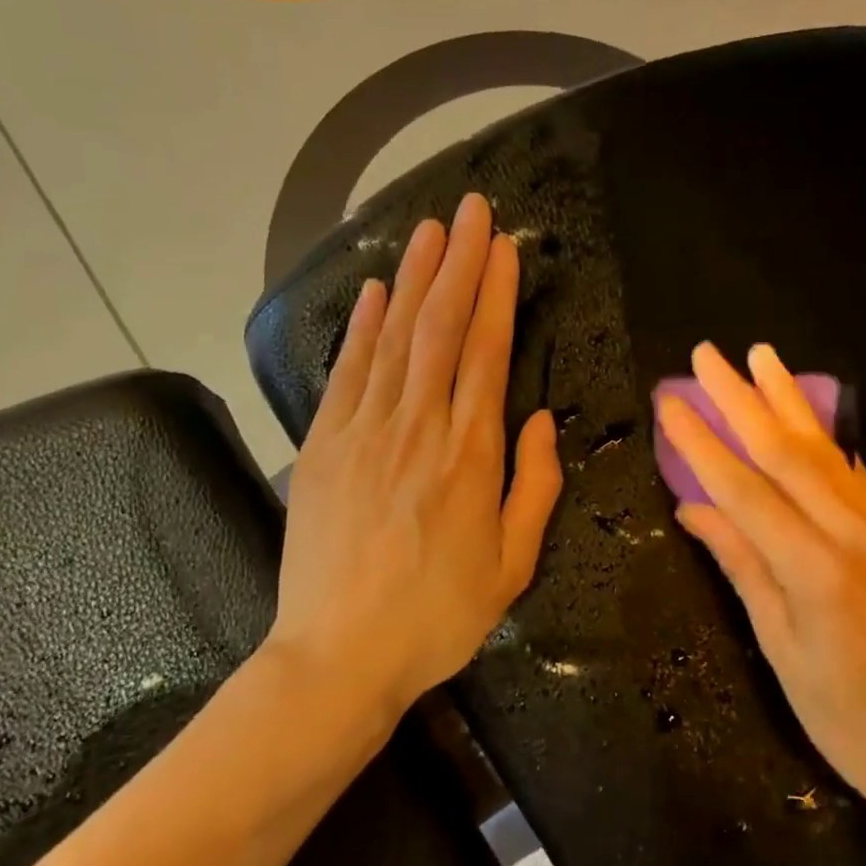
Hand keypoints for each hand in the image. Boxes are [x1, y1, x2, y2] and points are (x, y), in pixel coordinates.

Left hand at [269, 193, 562, 722]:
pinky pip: (349, 372)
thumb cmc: (437, 617)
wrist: (338, 655)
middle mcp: (419, 427)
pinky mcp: (324, 446)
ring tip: (431, 229)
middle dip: (460, 263)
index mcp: (471, 454)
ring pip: (396, 337)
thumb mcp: (512, 565)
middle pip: (441, 328)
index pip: (487, 351)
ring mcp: (365, 431)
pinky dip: (363, 326)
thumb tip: (541, 418)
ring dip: (415, 277)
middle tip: (472, 209)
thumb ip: (534, 486)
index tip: (505, 247)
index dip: (496, 293)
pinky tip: (377, 291)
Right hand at [656, 342, 865, 809]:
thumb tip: (692, 508)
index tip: (670, 401)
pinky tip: (809, 414)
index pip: (743, 489)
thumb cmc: (845, 716)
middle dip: (741, 398)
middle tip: (708, 354)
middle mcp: (852, 536)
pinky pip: (856, 476)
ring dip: (787, 399)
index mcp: (813, 570)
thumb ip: (740, 565)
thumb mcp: (779, 646)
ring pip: (826, 451)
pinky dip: (827, 439)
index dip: (701, 442)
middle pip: (786, 452)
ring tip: (761, 356)